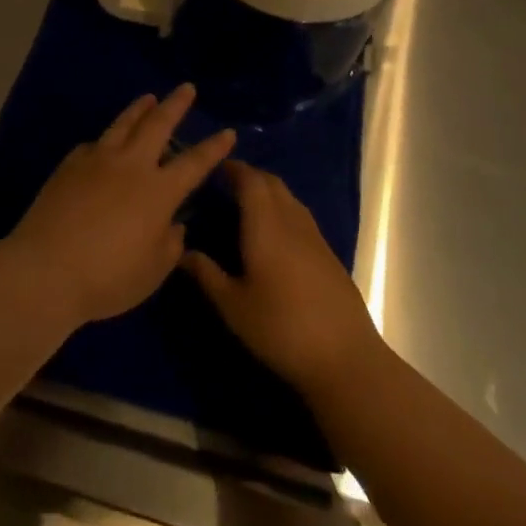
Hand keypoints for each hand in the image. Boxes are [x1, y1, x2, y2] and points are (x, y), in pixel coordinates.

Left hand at [9, 85, 234, 327]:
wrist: (46, 269)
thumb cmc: (108, 277)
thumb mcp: (152, 271)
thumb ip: (170, 244)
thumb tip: (174, 224)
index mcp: (159, 191)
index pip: (194, 163)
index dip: (213, 147)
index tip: (228, 131)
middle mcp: (131, 166)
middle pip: (158, 125)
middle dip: (175, 105)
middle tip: (186, 88)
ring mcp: (97, 160)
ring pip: (123, 124)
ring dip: (139, 109)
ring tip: (148, 98)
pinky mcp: (70, 164)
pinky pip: (94, 144)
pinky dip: (106, 139)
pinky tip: (105, 141)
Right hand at [183, 161, 383, 395]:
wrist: (345, 358)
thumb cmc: (281, 328)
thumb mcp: (233, 306)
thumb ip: (206, 274)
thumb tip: (180, 251)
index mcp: (266, 226)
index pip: (250, 181)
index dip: (233, 169)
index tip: (215, 167)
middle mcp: (292, 222)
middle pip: (272, 184)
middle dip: (250, 176)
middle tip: (226, 182)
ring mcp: (315, 237)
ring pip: (290, 198)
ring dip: (268, 191)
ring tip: (247, 203)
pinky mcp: (329, 255)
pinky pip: (301, 216)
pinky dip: (283, 210)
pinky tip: (274, 234)